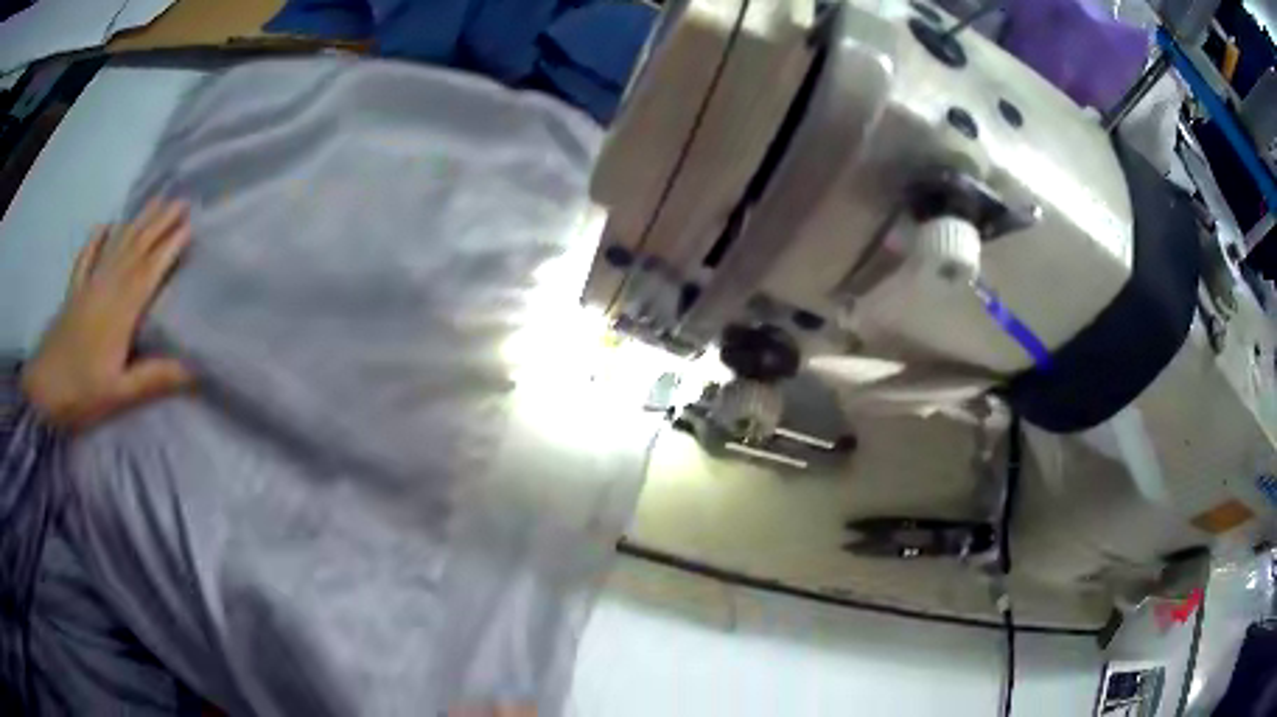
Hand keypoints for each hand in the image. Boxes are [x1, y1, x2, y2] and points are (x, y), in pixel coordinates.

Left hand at [21, 200, 194, 430]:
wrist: (42, 391)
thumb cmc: (82, 393)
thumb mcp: (119, 394)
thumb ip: (154, 377)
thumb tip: (195, 369)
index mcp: (121, 311)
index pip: (149, 271)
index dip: (169, 247)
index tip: (190, 225)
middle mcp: (106, 288)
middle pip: (136, 249)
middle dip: (159, 223)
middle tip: (181, 200)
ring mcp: (88, 286)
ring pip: (116, 245)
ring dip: (137, 222)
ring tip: (155, 202)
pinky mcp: (73, 292)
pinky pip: (86, 257)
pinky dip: (96, 239)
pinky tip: (106, 224)